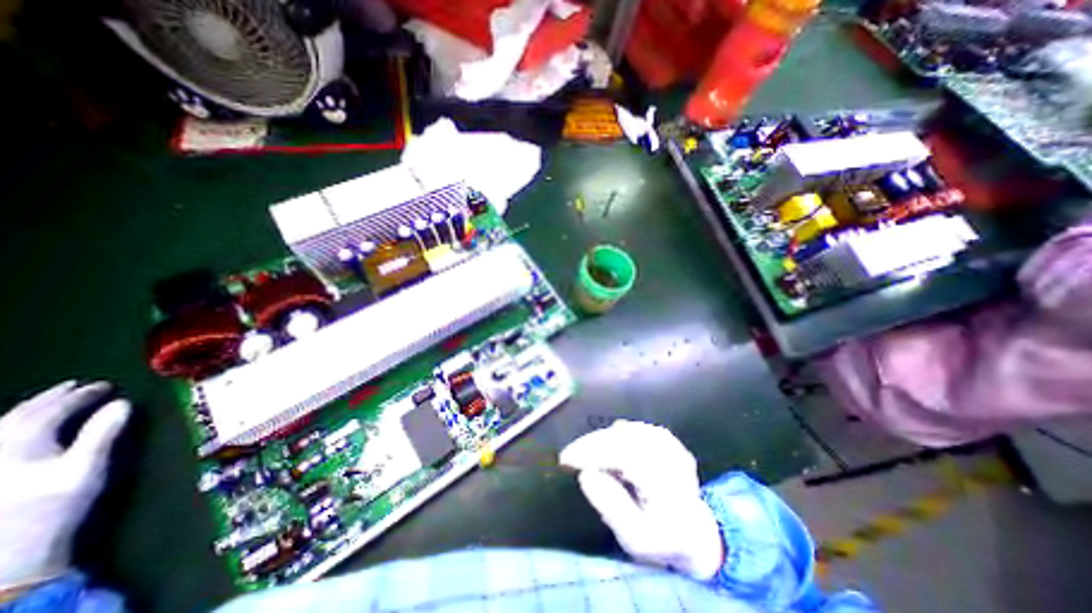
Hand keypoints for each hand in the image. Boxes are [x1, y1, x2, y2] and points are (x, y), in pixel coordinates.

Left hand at [0, 381, 129, 590]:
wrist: (8, 553)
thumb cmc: (54, 506)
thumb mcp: (85, 468)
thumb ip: (102, 434)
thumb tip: (122, 403)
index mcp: (21, 444)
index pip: (51, 411)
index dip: (79, 396)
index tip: (105, 385)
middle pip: (18, 416)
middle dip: (49, 398)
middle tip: (75, 385)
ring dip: (28, 410)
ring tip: (51, 400)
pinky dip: (11, 427)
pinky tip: (20, 429)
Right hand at [563, 419, 723, 581]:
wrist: (695, 530)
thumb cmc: (662, 539)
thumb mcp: (635, 538)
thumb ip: (612, 507)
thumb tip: (586, 474)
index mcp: (669, 486)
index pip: (625, 457)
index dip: (593, 454)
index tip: (567, 459)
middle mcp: (673, 459)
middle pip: (624, 440)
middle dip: (592, 444)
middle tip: (570, 456)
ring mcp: (671, 445)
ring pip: (628, 431)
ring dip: (602, 439)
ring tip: (586, 454)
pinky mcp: (666, 438)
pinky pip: (634, 429)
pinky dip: (616, 435)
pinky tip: (606, 446)